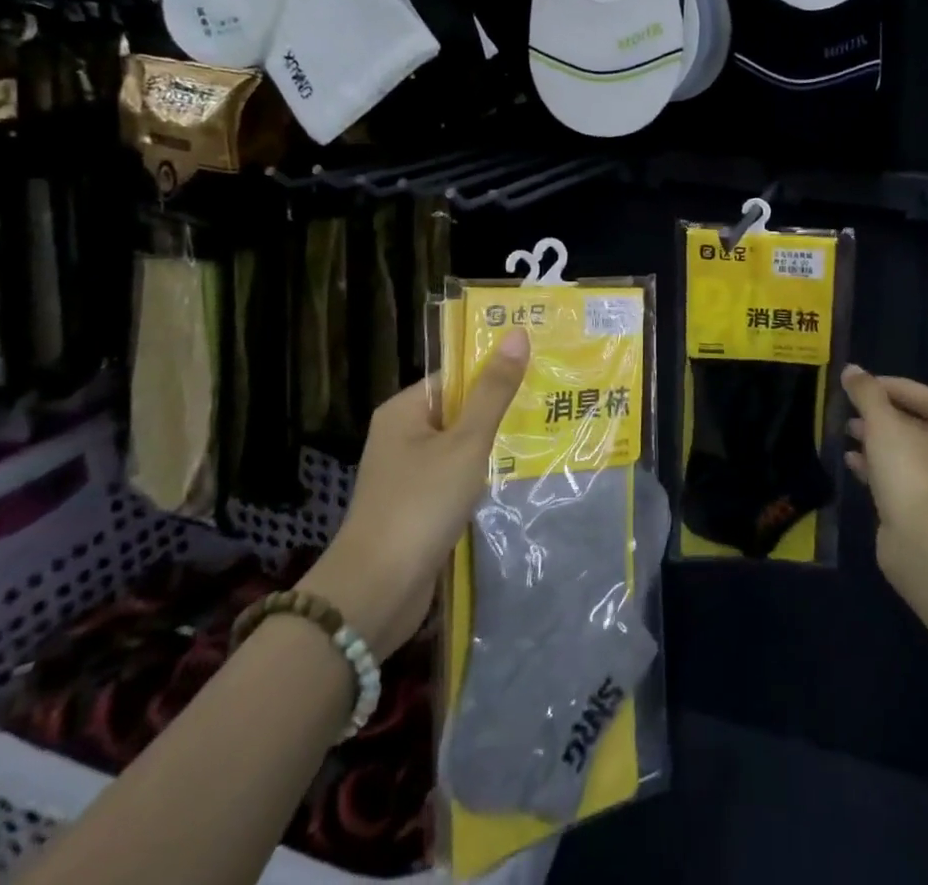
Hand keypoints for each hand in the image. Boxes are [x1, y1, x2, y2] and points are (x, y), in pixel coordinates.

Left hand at [303, 328, 530, 660]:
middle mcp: (402, 436)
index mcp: (404, 410)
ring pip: (461, 448)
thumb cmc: (420, 504)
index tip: (539, 368)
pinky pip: (457, 479)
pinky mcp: (418, 509)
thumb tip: (518, 334)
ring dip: (495, 447)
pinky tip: (519, 479)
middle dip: (501, 410)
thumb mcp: (465, 443)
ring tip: (546, 435)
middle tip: (552, 400)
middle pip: (460, 410)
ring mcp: (409, 475)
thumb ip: (494, 391)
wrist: (375, 593)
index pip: (456, 376)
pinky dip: (483, 478)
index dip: (495, 370)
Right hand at [843, 366, 927, 554]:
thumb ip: (866, 393)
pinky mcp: (916, 510)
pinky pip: (893, 478)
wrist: (923, 543)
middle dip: (882, 413)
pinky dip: (872, 466)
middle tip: (852, 408)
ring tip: (847, 431)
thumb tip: (852, 370)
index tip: (865, 385)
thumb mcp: (883, 422)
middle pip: (914, 425)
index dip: (897, 386)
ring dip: (874, 440)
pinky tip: (850, 461)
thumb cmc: (909, 471)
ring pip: (902, 453)